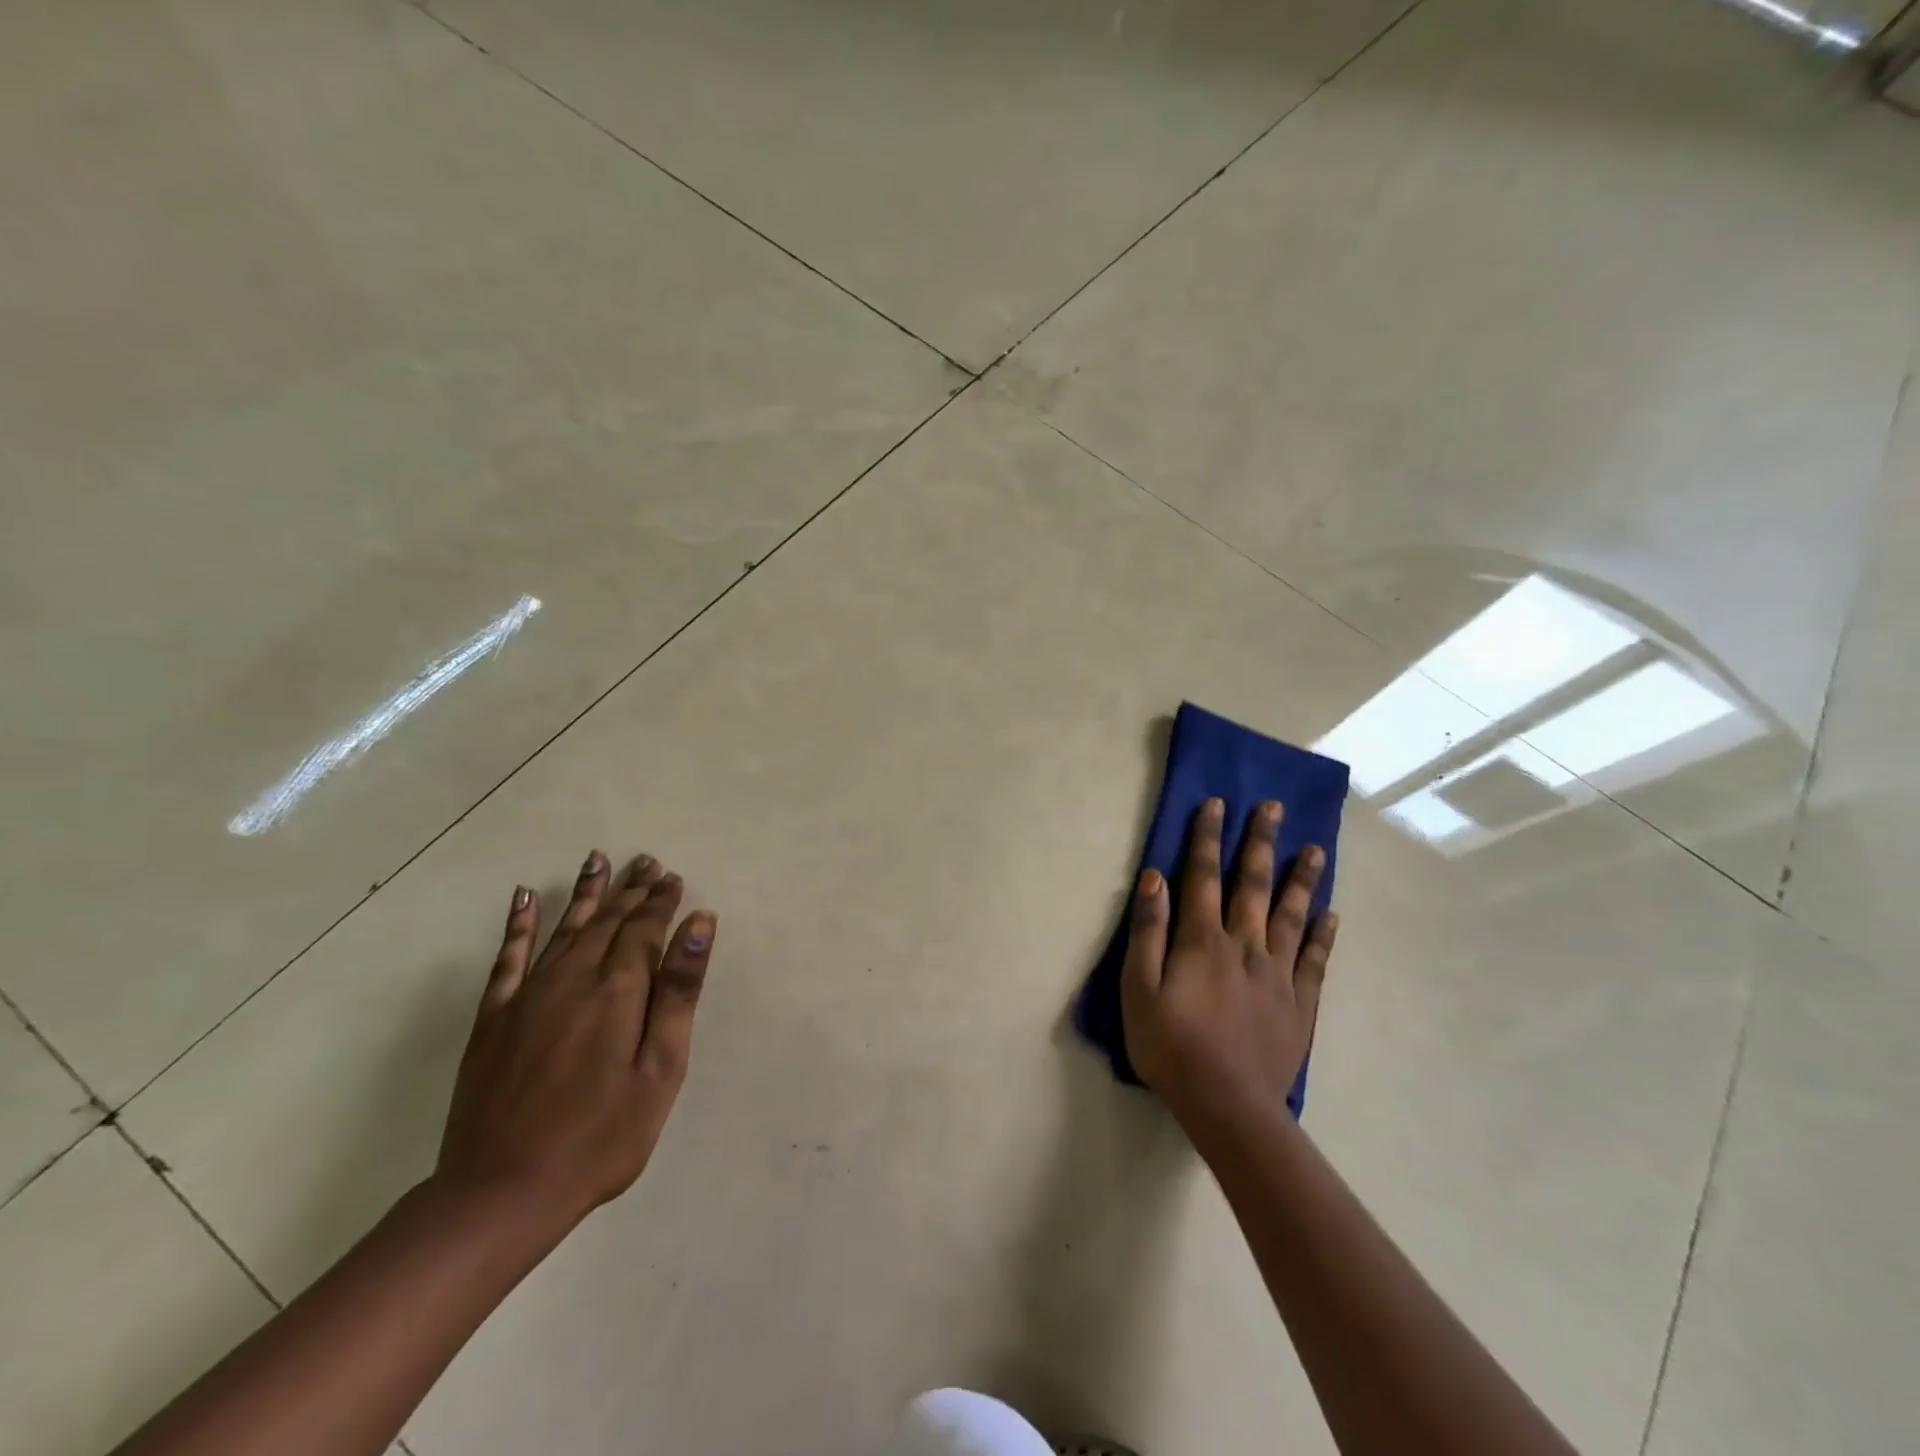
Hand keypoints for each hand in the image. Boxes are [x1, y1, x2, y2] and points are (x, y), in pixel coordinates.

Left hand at [435, 850, 715, 1236]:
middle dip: (631, 890)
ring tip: (600, 859)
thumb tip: (699, 924)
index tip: (674, 878)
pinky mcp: (494, 1018)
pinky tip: (525, 898)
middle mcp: (572, 978)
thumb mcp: (660, 1069)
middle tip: (647, 861)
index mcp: (618, 990)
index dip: (662, 902)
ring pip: (565, 927)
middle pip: (608, 921)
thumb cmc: (601, 1136)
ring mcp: (528, 996)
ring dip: (587, 892)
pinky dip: (518, 925)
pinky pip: (508, 958)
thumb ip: (679, 991)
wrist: (501, 1192)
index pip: (645, 929)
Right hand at [1121, 798, 1335, 1125]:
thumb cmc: (1171, 1045)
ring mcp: (1277, 973)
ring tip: (1315, 848)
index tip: (1216, 804)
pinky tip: (1330, 913)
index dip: (1207, 837)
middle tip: (1274, 807)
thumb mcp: (1138, 989)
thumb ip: (1148, 932)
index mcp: (1203, 940)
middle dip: (1260, 842)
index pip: (1202, 876)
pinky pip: (1314, 960)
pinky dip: (1322, 934)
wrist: (1228, 1105)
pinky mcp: (1299, 1003)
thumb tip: (1155, 879)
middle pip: (1252, 884)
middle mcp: (1244, 945)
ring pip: (1291, 914)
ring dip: (1301, 879)